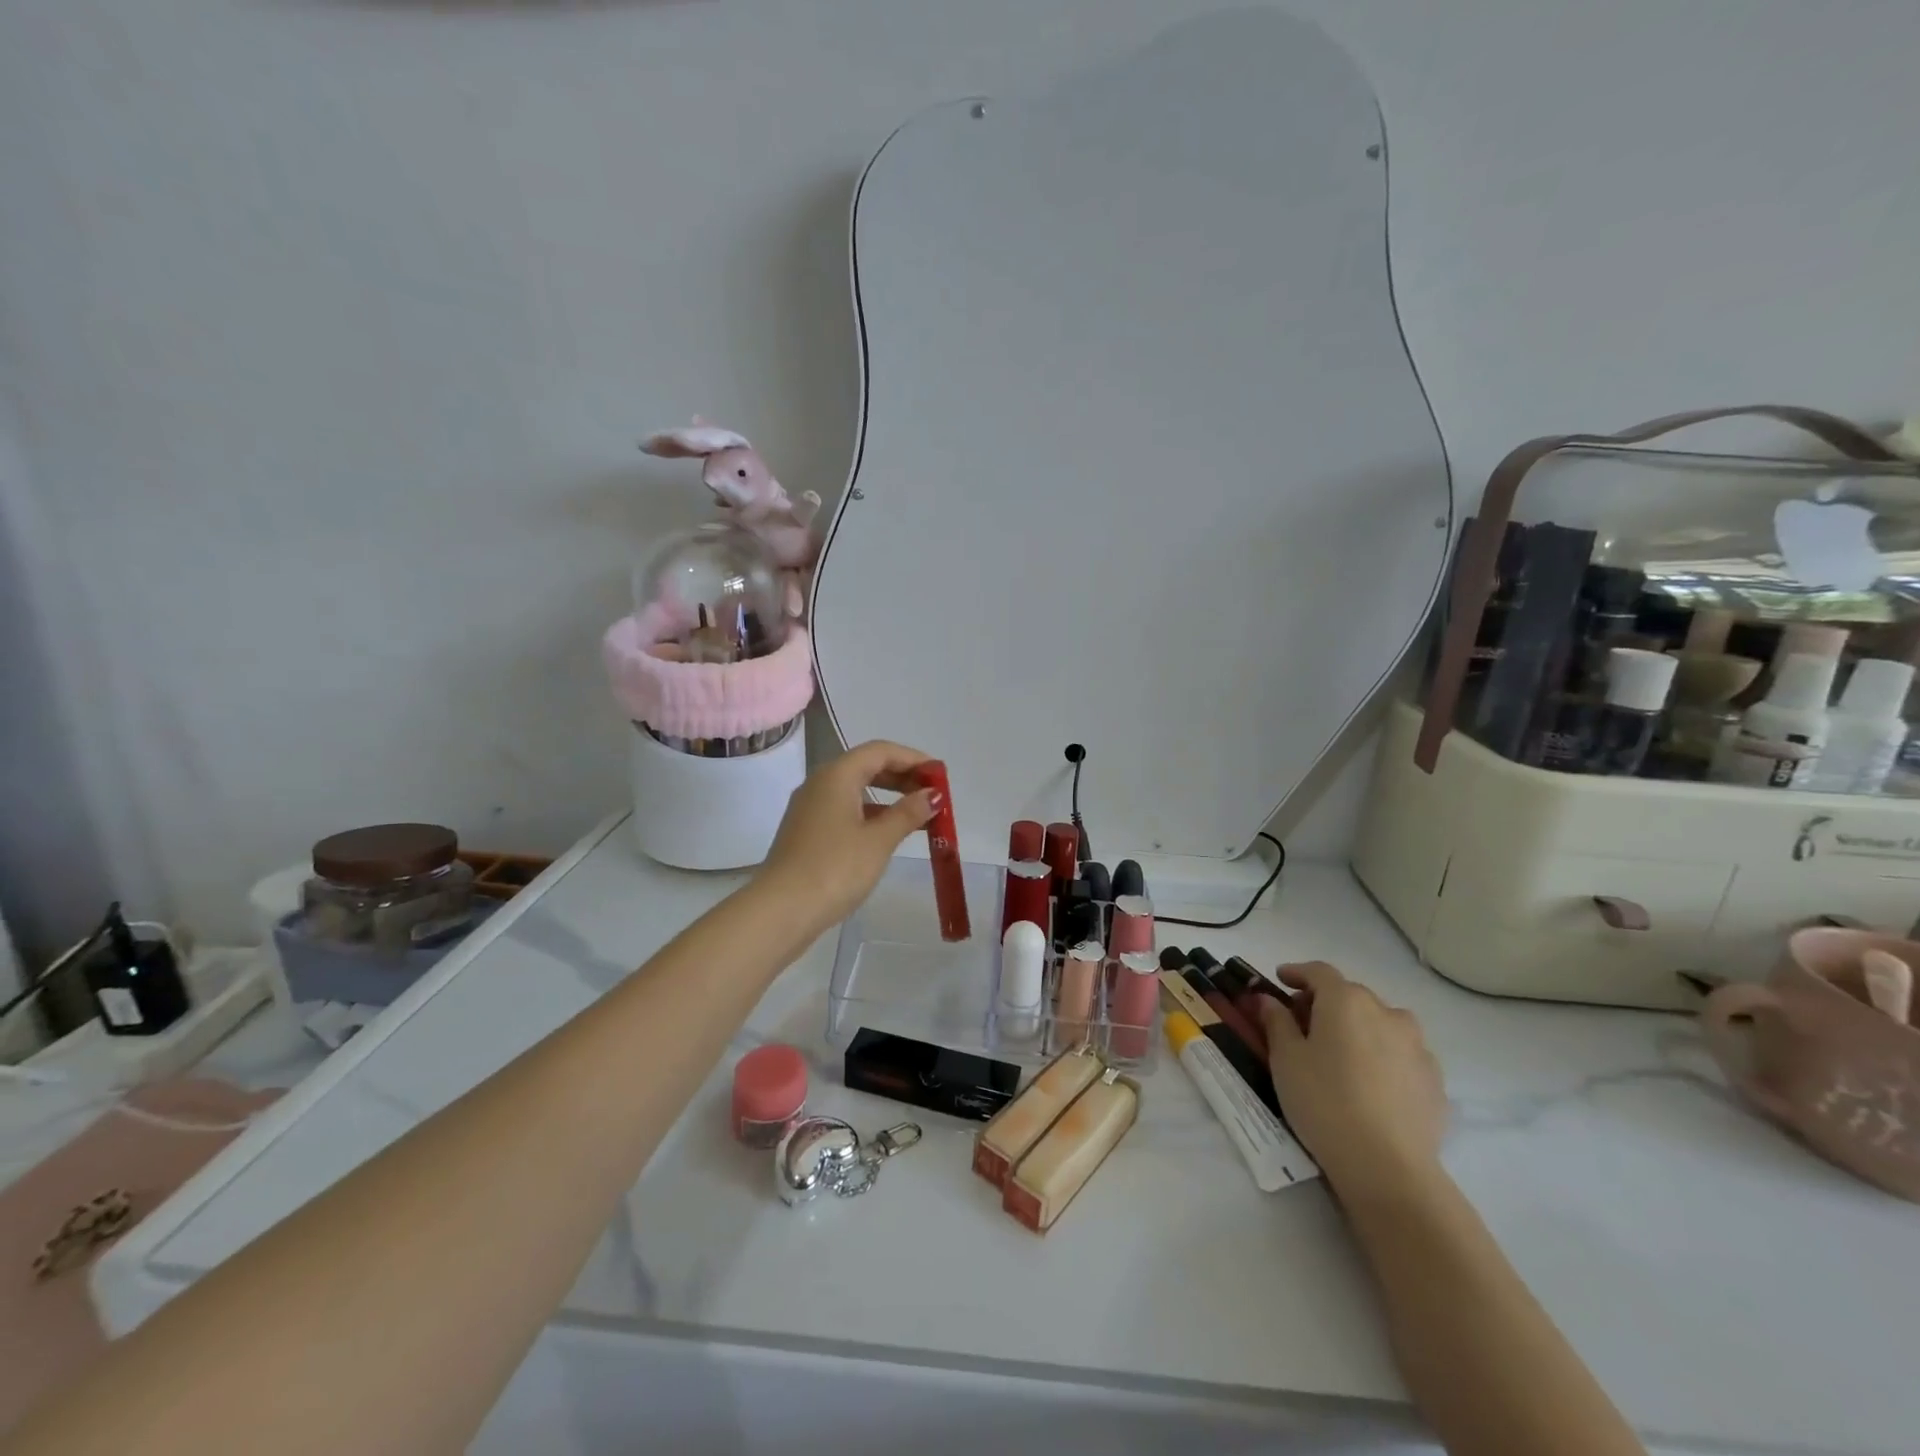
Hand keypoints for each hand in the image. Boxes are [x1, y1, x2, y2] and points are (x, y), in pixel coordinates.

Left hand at [756, 740, 939, 937]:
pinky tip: (889, 834)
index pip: (880, 751)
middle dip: (902, 777)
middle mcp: (820, 784)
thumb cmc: (834, 868)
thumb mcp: (878, 840)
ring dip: (889, 798)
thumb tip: (932, 795)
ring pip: (856, 790)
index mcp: (836, 775)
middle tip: (933, 795)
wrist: (781, 910)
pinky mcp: (807, 832)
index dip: (913, 758)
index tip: (940, 775)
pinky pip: (845, 810)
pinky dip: (871, 814)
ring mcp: (810, 808)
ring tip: (919, 817)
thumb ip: (908, 813)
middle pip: (867, 767)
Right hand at [1261, 962, 1446, 1200]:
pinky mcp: (1435, 1080)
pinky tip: (1370, 1084)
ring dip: (1359, 1027)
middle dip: (1326, 1002)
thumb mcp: (1285, 1059)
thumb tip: (1269, 999)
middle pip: (1351, 996)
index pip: (1319, 972)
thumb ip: (1276, 1021)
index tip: (1280, 979)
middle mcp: (1386, 1013)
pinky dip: (1383, 1056)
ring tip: (1342, 1054)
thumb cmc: (1324, 1101)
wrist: (1387, 1167)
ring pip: (1382, 1023)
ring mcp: (1417, 1047)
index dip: (1297, 972)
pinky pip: (1401, 1055)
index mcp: (1346, 1001)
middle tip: (1303, 1023)